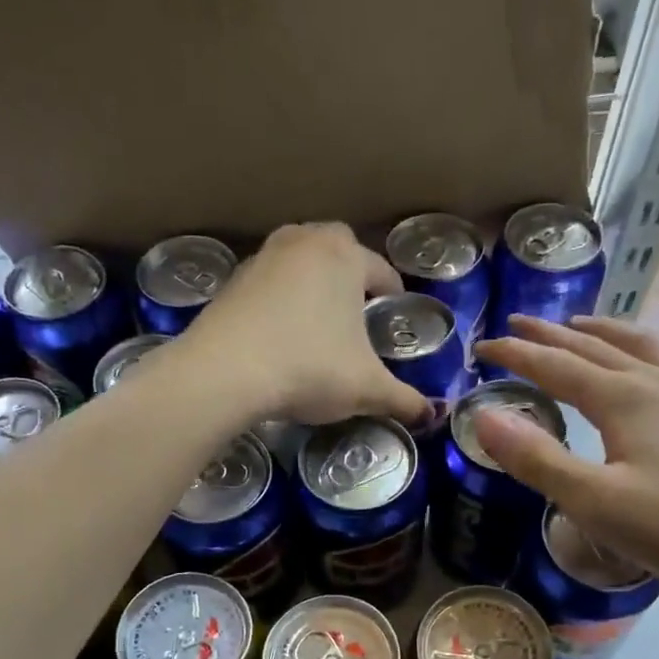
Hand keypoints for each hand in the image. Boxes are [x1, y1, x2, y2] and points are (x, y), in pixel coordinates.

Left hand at [174, 223, 429, 427]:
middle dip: (351, 274)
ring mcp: (263, 257)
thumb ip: (404, 400)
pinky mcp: (232, 280)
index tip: (394, 311)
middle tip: (357, 310)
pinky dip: (280, 299)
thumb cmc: (310, 369)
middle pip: (338, 249)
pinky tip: (281, 333)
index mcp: (345, 256)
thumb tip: (432, 416)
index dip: (393, 292)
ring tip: (319, 320)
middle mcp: (304, 243)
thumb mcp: (366, 389)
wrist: (226, 372)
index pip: (381, 270)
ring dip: (313, 282)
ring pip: (300, 261)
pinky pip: (269, 283)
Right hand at [472, 315, 658, 597]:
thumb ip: (536, 459)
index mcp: (621, 398)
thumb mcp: (592, 500)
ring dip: (606, 332)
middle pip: (594, 348)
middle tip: (517, 324)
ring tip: (582, 325)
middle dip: (551, 335)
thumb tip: (484, 416)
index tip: (480, 348)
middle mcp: (656, 383)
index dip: (514, 355)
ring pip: (643, 347)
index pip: (554, 366)